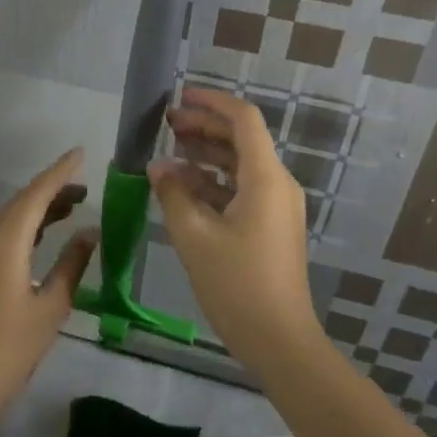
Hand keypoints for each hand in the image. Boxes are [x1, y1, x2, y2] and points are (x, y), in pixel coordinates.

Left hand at [0, 149, 97, 436]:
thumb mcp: (50, 308)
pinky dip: (29, 229)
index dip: (60, 172)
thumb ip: (72, 266)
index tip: (81, 153)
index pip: (36, 194)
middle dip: (53, 189)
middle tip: (86, 186)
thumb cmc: (7, 350)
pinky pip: (5, 237)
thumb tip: (89, 233)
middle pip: (22, 203)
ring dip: (41, 209)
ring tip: (73, 207)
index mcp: (6, 242)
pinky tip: (45, 239)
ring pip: (12, 220)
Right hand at [149, 89, 321, 374]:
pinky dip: (213, 183)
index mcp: (265, 178)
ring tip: (169, 154)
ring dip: (206, 156)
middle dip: (203, 128)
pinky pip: (241, 190)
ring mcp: (276, 207)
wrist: (279, 339)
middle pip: (241, 140)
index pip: (243, 120)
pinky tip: (183, 189)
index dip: (212, 103)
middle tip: (166, 125)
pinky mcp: (271, 226)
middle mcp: (277, 184)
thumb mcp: (194, 236)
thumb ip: (173, 194)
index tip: (180, 96)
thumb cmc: (236, 284)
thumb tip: (157, 167)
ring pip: (239, 166)